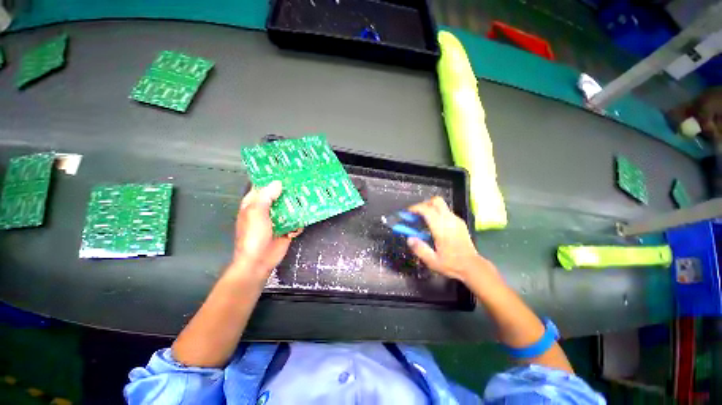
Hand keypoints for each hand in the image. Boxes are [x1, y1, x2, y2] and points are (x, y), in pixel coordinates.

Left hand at [230, 181, 301, 280]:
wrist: (259, 261)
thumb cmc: (253, 236)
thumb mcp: (256, 213)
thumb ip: (266, 197)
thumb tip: (278, 182)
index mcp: (255, 203)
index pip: (263, 185)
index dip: (272, 178)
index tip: (286, 170)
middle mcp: (267, 209)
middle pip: (280, 195)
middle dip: (290, 190)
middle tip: (303, 181)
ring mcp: (278, 219)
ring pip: (290, 207)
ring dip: (298, 204)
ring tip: (310, 195)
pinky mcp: (287, 228)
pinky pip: (296, 219)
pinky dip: (300, 219)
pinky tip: (306, 216)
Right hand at [407, 197, 497, 283]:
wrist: (473, 267)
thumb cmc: (452, 264)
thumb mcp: (432, 261)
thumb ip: (419, 249)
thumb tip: (409, 238)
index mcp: (442, 228)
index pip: (427, 209)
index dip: (415, 208)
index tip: (406, 213)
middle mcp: (450, 220)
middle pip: (436, 201)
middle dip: (423, 204)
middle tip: (415, 215)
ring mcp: (456, 220)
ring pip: (441, 205)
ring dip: (430, 209)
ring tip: (422, 221)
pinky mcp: (460, 222)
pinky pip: (445, 211)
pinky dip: (437, 213)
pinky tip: (434, 226)